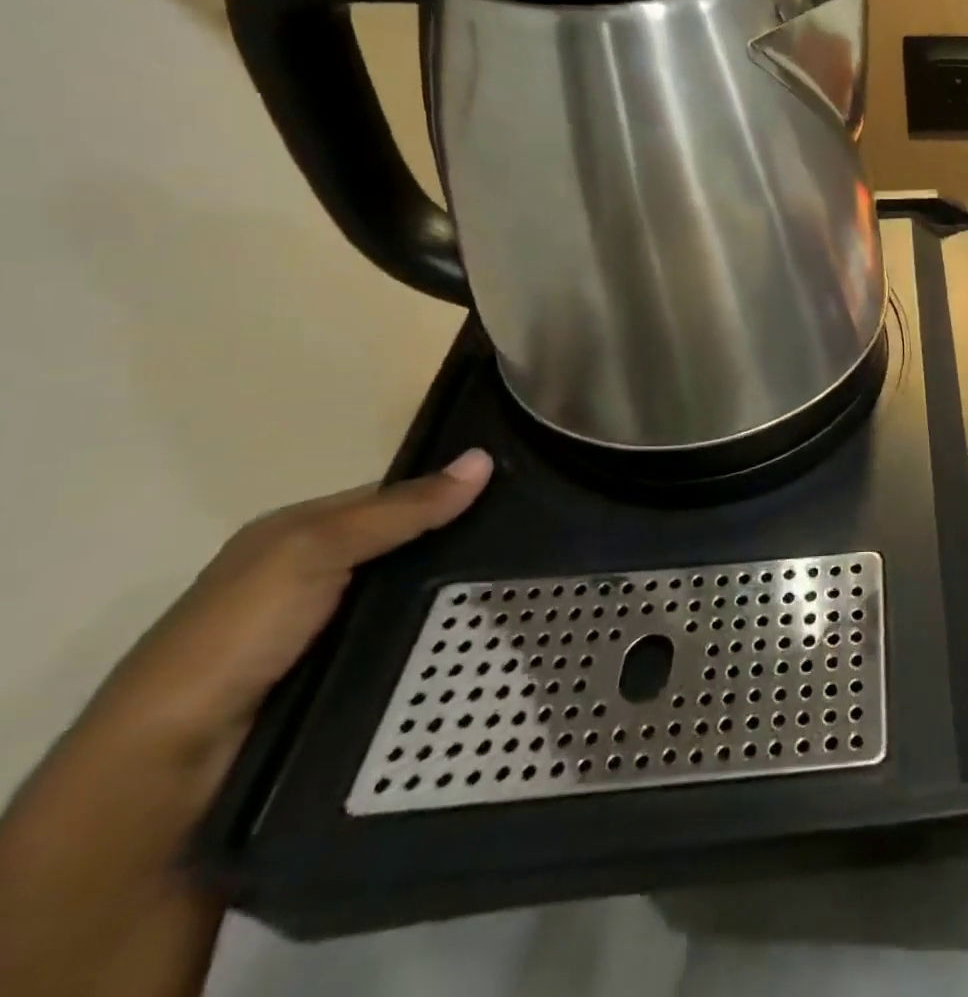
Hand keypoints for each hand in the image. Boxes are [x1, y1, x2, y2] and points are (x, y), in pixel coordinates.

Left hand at [87, 449, 492, 771]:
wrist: (164, 774)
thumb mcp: (313, 551)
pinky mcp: (343, 679)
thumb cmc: (234, 639)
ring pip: (414, 598)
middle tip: (537, 539)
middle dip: (463, 545)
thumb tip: (483, 459)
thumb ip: (398, 510)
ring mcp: (328, 633)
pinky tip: (487, 636)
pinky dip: (443, 638)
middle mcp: (311, 578)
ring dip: (458, 596)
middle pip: (407, 548)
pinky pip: (409, 643)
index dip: (449, 490)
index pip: (392, 498)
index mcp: (294, 536)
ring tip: (528, 586)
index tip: (518, 489)